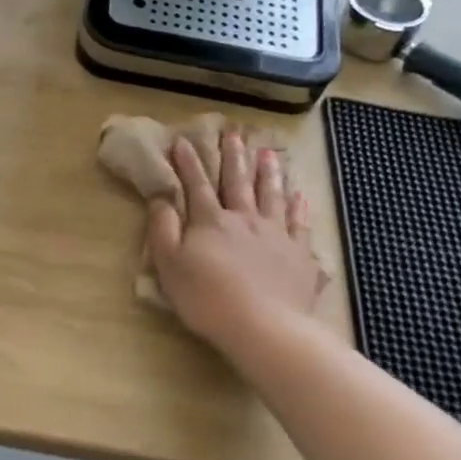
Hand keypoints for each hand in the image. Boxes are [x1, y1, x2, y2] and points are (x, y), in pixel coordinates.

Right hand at [147, 132, 325, 348]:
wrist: (264, 326)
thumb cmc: (207, 298)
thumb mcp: (169, 265)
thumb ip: (163, 229)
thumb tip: (160, 199)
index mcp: (210, 221)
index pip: (196, 185)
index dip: (188, 162)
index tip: (183, 140)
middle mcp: (244, 219)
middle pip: (237, 182)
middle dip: (233, 157)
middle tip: (234, 133)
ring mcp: (276, 235)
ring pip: (271, 195)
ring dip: (268, 173)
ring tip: (268, 153)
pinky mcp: (299, 255)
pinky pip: (299, 224)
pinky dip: (299, 207)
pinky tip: (300, 195)